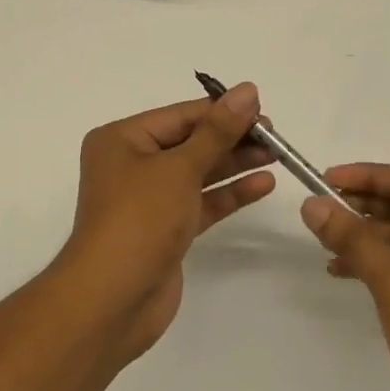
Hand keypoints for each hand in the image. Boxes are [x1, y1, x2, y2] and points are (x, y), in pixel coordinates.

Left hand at [61, 83, 275, 355]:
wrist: (113, 300)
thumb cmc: (139, 219)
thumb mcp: (180, 168)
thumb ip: (218, 131)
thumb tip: (247, 90)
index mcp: (122, 140)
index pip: (180, 115)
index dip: (221, 111)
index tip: (262, 108)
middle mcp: (132, 165)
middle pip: (190, 142)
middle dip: (232, 138)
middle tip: (275, 135)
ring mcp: (149, 200)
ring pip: (199, 173)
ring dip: (235, 164)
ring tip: (277, 155)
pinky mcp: (166, 230)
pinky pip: (202, 202)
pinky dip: (229, 194)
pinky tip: (262, 184)